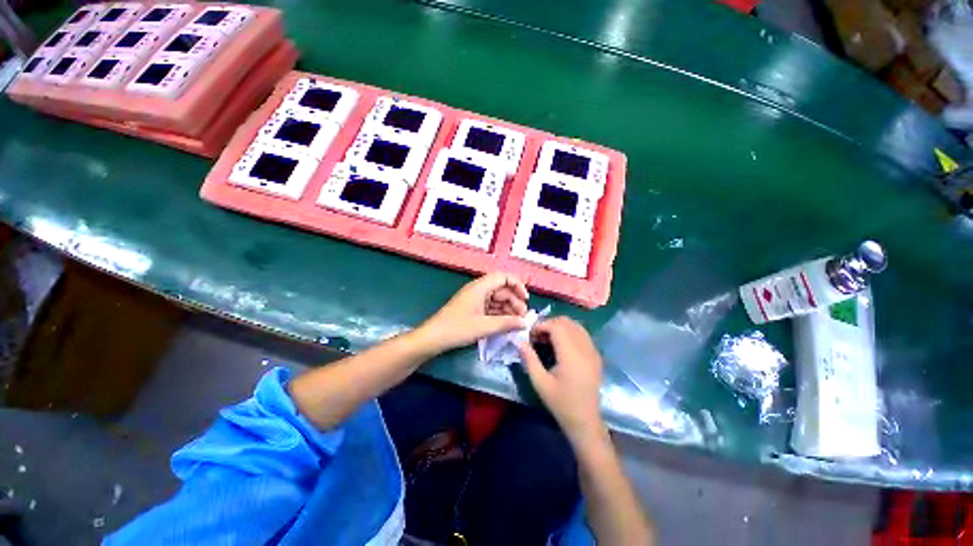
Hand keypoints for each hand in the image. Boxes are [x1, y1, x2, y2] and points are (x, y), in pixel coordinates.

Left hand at [416, 273, 528, 354]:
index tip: (526, 299)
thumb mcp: (484, 326)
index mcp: (480, 287)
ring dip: (508, 309)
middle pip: (502, 289)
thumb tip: (525, 323)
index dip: (517, 285)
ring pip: (497, 300)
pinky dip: (499, 315)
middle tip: (523, 317)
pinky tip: (506, 325)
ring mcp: (475, 300)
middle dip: (514, 301)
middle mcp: (478, 290)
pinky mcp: (473, 309)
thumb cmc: (457, 328)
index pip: (503, 277)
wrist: (433, 338)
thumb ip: (506, 323)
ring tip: (517, 323)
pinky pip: (490, 308)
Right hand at [519, 317, 604, 442]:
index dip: (542, 325)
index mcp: (572, 356)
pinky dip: (570, 332)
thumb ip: (529, 359)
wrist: (585, 421)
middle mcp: (585, 349)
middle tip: (538, 336)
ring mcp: (593, 351)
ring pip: (576, 325)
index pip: (557, 326)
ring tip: (548, 338)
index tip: (531, 335)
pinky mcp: (596, 355)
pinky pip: (582, 333)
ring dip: (560, 326)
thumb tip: (519, 341)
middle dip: (550, 323)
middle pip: (567, 322)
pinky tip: (561, 344)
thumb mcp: (540, 382)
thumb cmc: (560, 403)